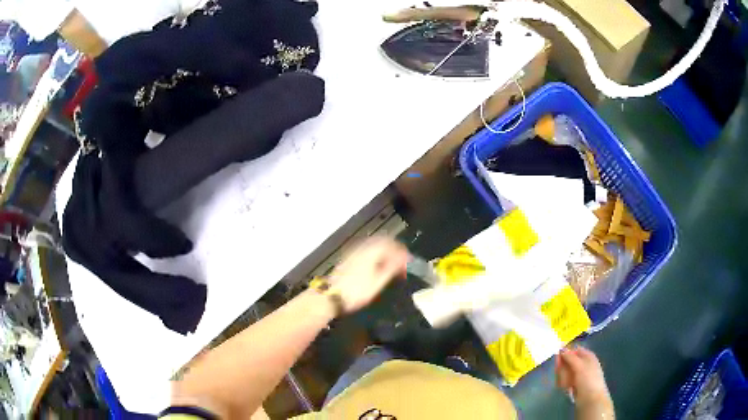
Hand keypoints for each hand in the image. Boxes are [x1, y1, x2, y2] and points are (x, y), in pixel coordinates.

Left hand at [328, 236, 409, 312]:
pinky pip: (366, 250)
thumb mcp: (378, 282)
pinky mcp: (349, 258)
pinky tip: (377, 266)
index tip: (408, 261)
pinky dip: (375, 255)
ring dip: (385, 252)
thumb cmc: (356, 292)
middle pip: (382, 241)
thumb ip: (391, 268)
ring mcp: (353, 252)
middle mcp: (362, 248)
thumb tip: (404, 259)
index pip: (391, 244)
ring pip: (374, 245)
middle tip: (401, 261)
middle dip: (394, 249)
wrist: (332, 297)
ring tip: (391, 265)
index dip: (402, 252)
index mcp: (371, 252)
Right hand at [555, 347, 612, 410]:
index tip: (557, 356)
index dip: (566, 352)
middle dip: (563, 366)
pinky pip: (567, 381)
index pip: (575, 350)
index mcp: (588, 356)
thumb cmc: (588, 379)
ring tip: (564, 383)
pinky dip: (564, 383)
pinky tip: (565, 388)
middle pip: (569, 361)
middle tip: (558, 371)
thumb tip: (561, 348)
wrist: (591, 399)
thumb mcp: (579, 366)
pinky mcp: (576, 385)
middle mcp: (584, 364)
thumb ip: (570, 357)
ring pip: (566, 372)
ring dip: (563, 376)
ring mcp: (580, 375)